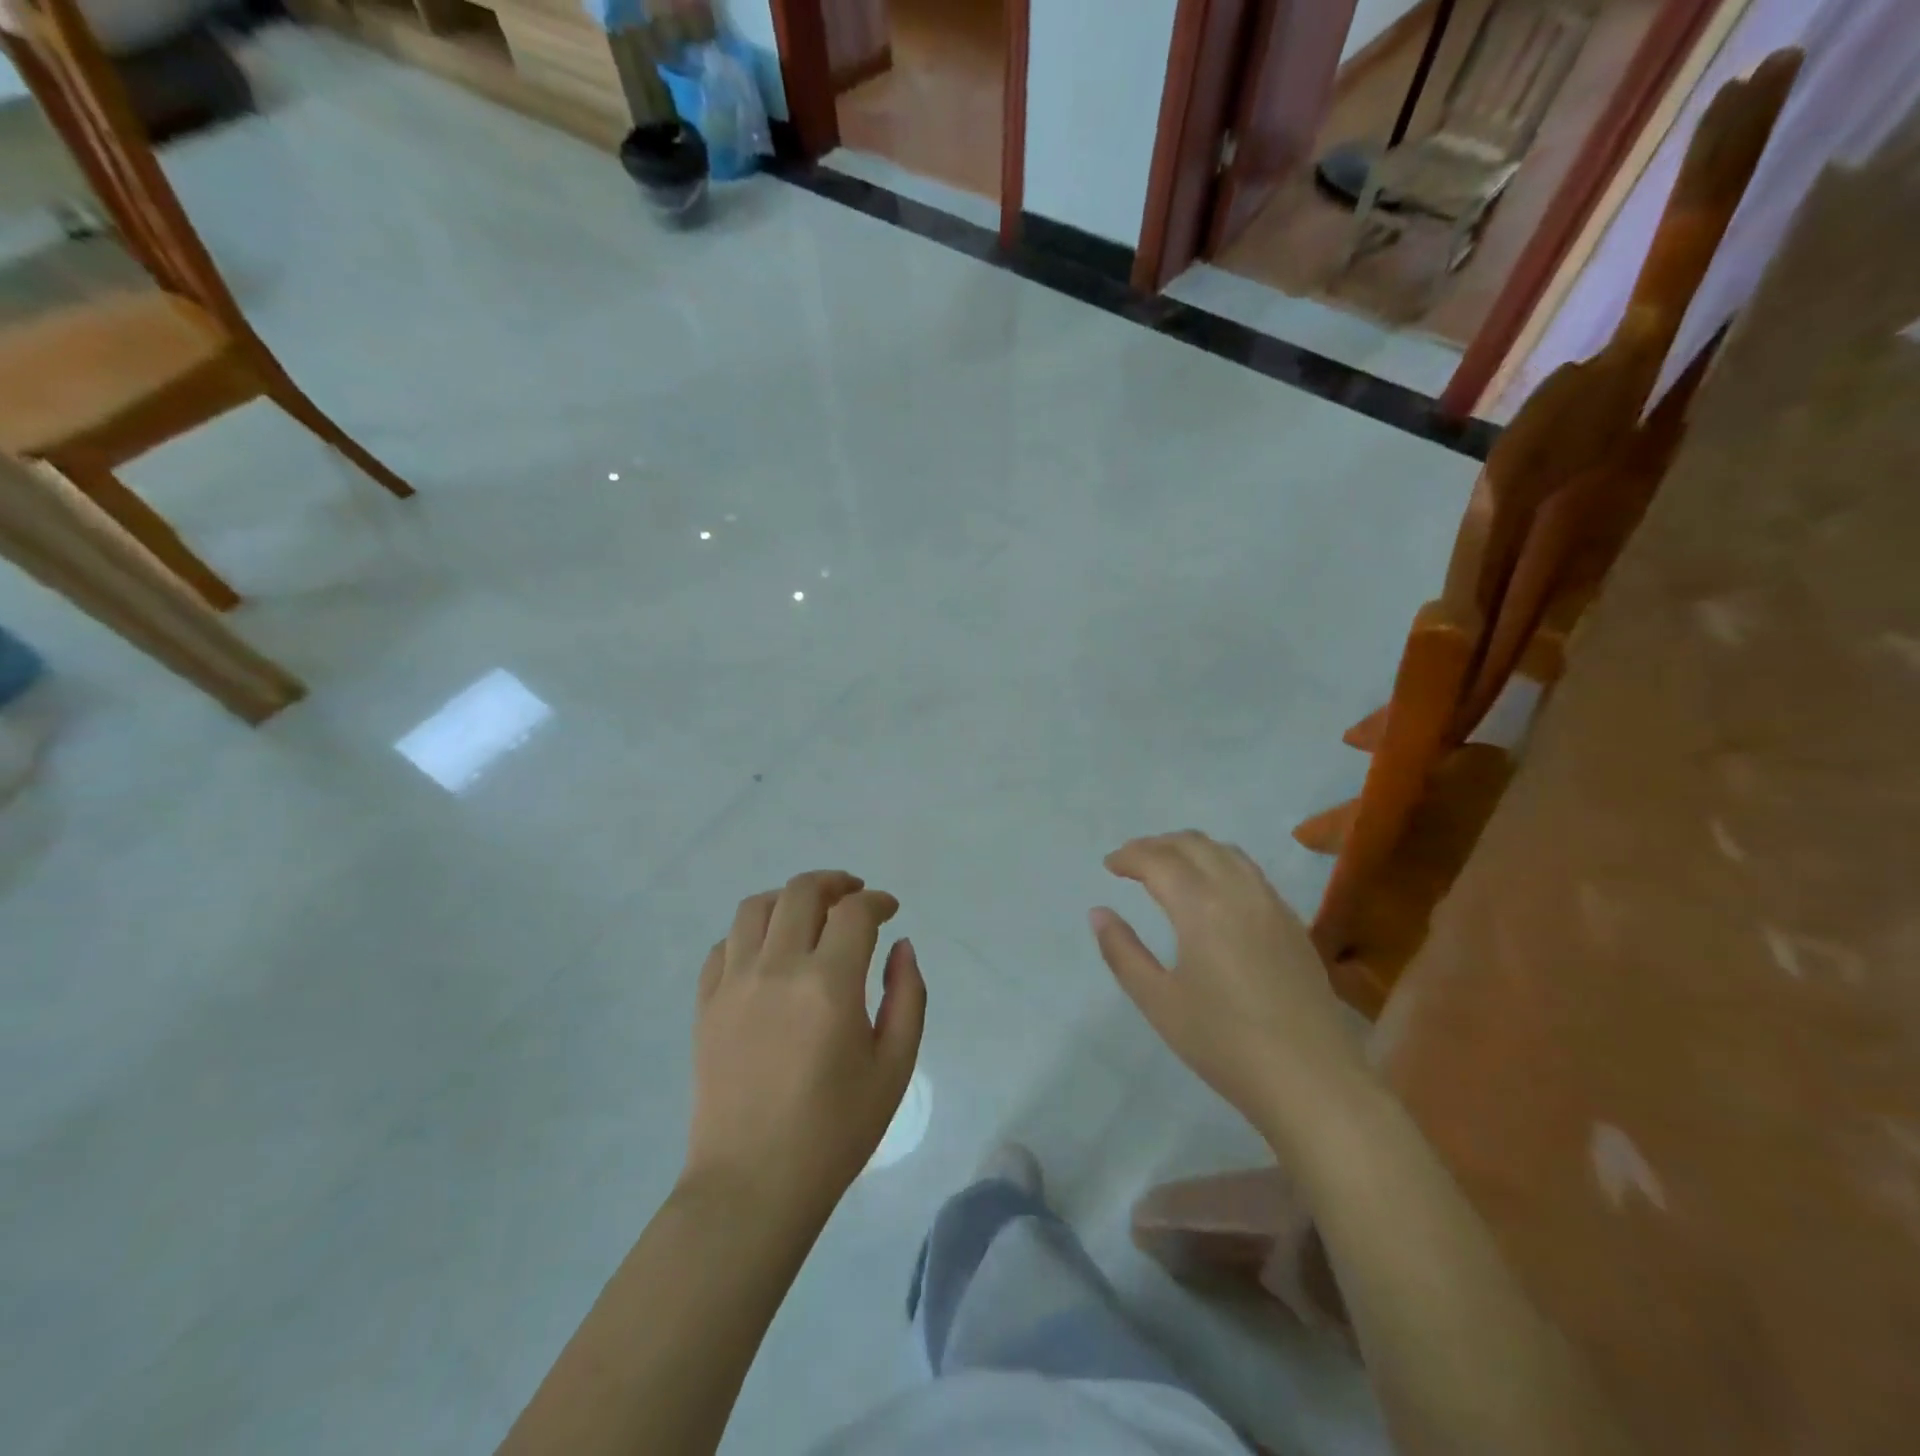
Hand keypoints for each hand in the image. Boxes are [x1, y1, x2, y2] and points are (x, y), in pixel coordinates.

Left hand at [684, 872, 925, 1218]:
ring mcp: (733, 983)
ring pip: (756, 907)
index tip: (889, 910)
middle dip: (835, 883)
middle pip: (802, 892)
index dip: (877, 901)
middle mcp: (777, 969)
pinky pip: (724, 945)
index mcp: (829, 984)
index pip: (854, 912)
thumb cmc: (835, 1131)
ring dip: (788, 899)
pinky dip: (751, 933)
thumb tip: (901, 946)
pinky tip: (768, 952)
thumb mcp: (894, 1067)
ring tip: (808, 915)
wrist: (753, 1184)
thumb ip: (907, 996)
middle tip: (853, 896)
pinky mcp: (705, 1004)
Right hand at [1091, 832, 1366, 1130]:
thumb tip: (1099, 913)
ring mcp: (1272, 905)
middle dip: (1158, 844)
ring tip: (1169, 867)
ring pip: (1227, 853)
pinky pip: (1251, 873)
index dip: (1129, 856)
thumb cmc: (1224, 1043)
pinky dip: (1221, 864)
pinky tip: (1213, 892)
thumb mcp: (1158, 1001)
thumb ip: (1122, 951)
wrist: (1312, 1081)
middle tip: (1132, 861)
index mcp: (1201, 906)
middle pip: (1194, 844)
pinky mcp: (1293, 924)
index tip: (1109, 866)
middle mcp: (1239, 892)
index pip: (1158, 860)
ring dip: (1192, 849)